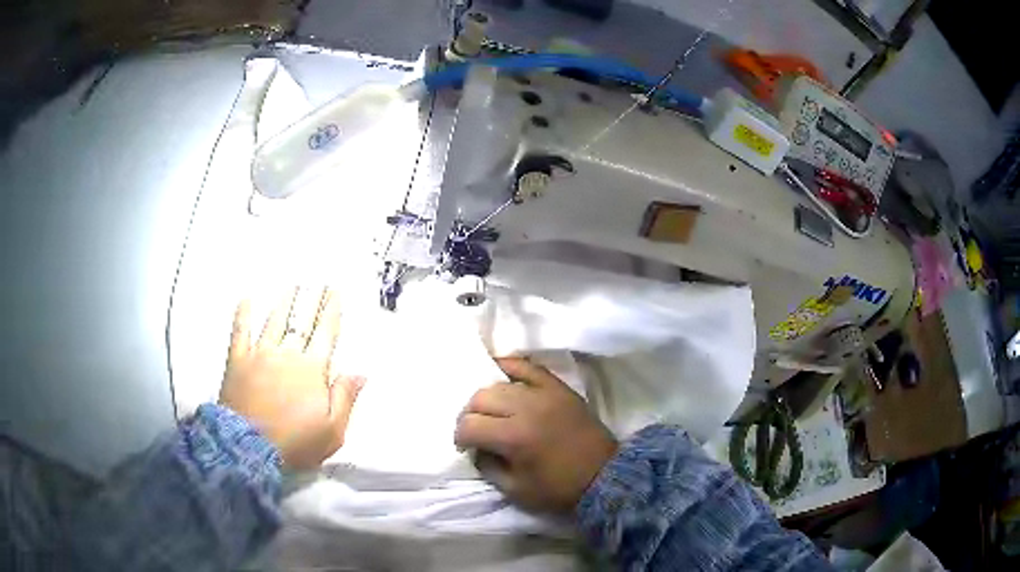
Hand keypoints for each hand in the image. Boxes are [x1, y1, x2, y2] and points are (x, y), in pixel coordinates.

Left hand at [219, 287, 363, 470]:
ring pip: (274, 321)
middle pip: (301, 322)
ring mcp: (260, 355)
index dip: (331, 311)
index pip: (325, 334)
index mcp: (312, 371)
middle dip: (311, 300)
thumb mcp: (332, 431)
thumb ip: (345, 399)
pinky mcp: (238, 361)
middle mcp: (287, 355)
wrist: (249, 449)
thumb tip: (359, 373)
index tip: (335, 292)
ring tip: (292, 285)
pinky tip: (246, 299)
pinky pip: (240, 332)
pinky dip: (242, 315)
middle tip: (318, 281)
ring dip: (284, 302)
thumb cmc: (294, 443)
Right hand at [454, 358, 617, 513]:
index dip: (461, 437)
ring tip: (492, 412)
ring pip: (499, 383)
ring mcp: (544, 393)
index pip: (469, 425)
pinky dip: (510, 365)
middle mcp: (525, 408)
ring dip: (488, 397)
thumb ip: (487, 467)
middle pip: (480, 398)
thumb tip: (476, 447)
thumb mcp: (515, 491)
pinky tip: (499, 370)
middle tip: (477, 429)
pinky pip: (528, 366)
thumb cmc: (559, 488)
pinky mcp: (558, 387)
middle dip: (470, 415)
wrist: (604, 475)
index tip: (466, 446)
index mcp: (514, 438)